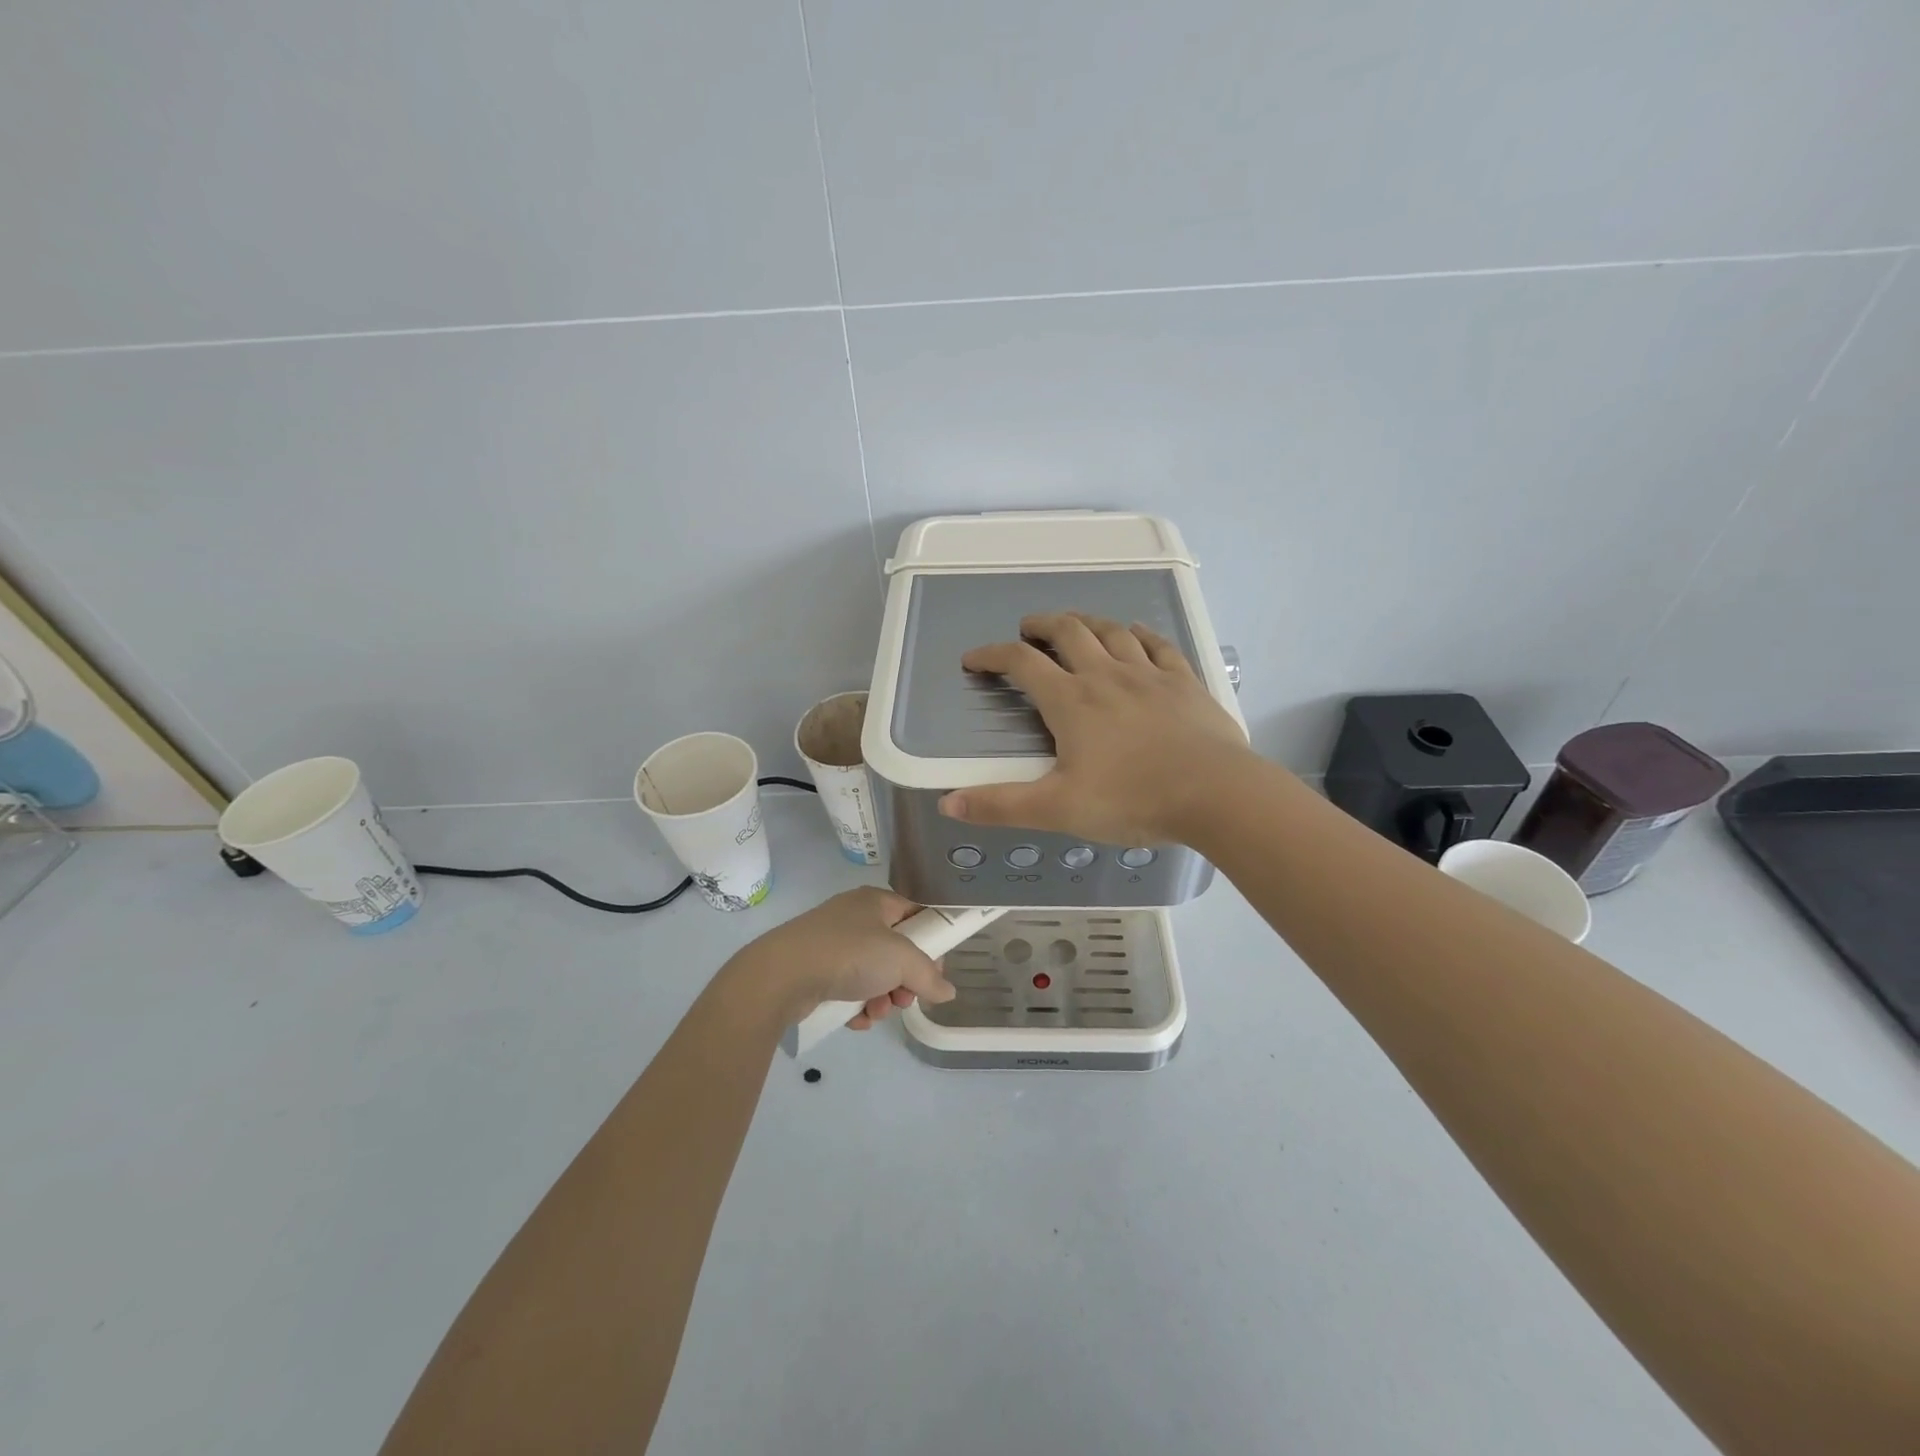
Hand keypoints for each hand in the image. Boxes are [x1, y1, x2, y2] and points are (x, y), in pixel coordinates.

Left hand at [724, 887, 955, 1029]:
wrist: (782, 975)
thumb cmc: (849, 953)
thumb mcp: (900, 959)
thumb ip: (929, 975)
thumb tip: (948, 992)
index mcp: (875, 901)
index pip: (915, 915)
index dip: (931, 941)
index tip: (936, 970)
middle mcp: (855, 918)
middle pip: (895, 950)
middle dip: (904, 980)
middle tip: (906, 998)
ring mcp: (832, 944)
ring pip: (873, 973)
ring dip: (883, 997)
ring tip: (878, 1011)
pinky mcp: (815, 970)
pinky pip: (848, 988)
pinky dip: (857, 1005)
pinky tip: (856, 1018)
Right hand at [938, 611, 1255, 845]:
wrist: (1217, 794)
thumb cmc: (1133, 800)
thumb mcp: (1057, 809)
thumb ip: (1001, 805)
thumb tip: (946, 804)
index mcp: (1071, 701)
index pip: (1022, 664)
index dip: (992, 656)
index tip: (973, 660)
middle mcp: (1106, 676)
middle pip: (1068, 632)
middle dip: (1042, 625)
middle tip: (1027, 628)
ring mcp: (1149, 674)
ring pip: (1112, 631)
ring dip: (1087, 622)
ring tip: (1074, 625)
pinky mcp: (1184, 682)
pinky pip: (1158, 645)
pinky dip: (1140, 634)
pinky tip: (1136, 634)